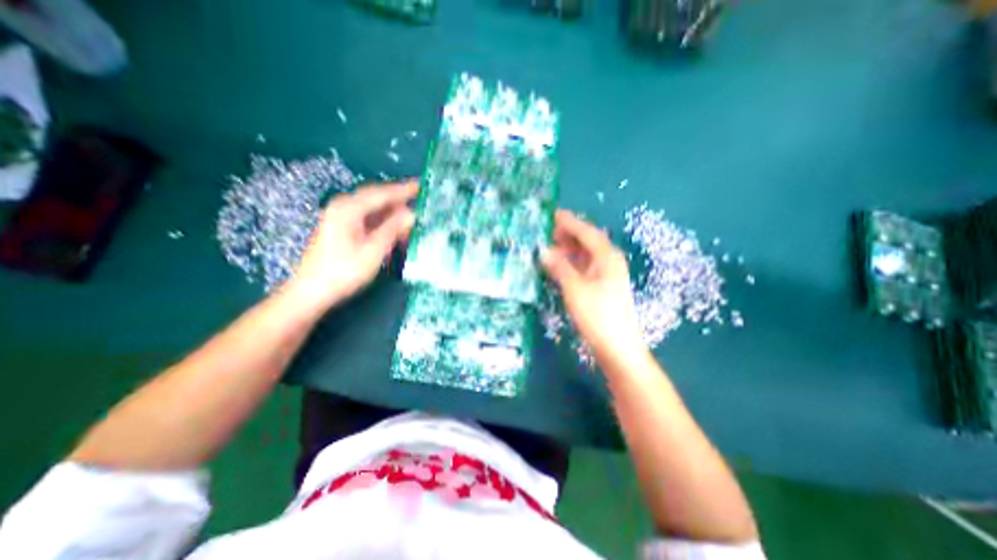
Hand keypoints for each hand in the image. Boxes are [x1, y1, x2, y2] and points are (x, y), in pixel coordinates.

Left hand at [284, 180, 418, 310]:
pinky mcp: (343, 229)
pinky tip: (397, 231)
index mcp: (349, 209)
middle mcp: (344, 208)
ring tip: (414, 219)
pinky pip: (368, 220)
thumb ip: (393, 229)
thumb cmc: (343, 272)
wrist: (312, 292)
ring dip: (393, 214)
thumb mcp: (373, 251)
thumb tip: (412, 214)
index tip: (422, 185)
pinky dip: (384, 223)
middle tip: (421, 201)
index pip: (382, 193)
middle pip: (377, 198)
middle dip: (399, 200)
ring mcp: (342, 218)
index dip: (403, 190)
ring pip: (374, 210)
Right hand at [538, 212, 647, 360]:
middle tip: (548, 231)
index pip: (587, 232)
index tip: (553, 214)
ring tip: (551, 246)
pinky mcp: (602, 288)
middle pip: (588, 241)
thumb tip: (543, 251)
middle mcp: (609, 262)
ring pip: (586, 255)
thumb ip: (559, 267)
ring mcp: (607, 276)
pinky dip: (572, 264)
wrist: (617, 347)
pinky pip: (585, 268)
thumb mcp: (575, 288)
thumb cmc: (597, 315)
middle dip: (569, 235)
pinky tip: (560, 266)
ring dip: (570, 249)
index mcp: (607, 257)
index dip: (570, 222)